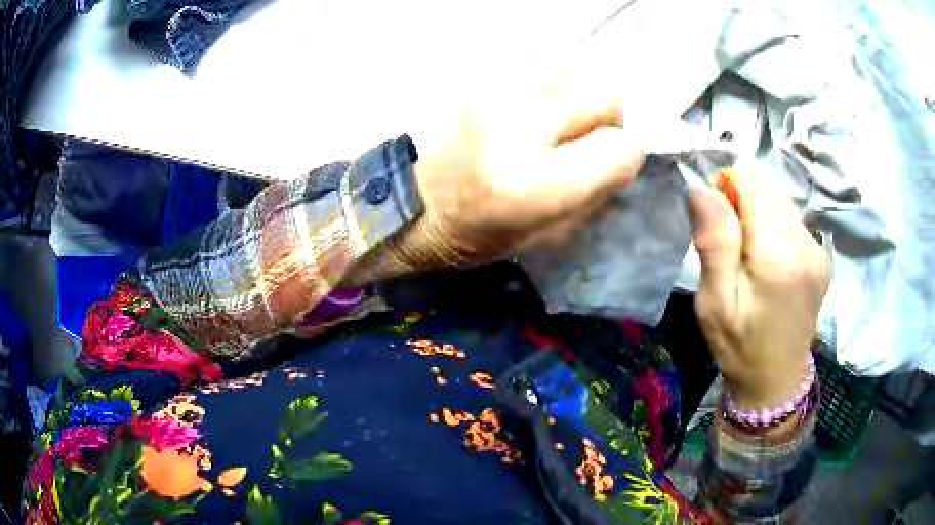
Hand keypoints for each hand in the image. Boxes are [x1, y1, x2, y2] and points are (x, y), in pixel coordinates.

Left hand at [390, 58, 644, 268]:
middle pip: (604, 95)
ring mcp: (492, 91)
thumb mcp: (545, 236)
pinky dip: (547, 74)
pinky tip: (532, 97)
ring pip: (574, 68)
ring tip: (554, 117)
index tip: (611, 164)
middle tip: (586, 137)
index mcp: (534, 184)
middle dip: (607, 120)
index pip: (620, 148)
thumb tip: (623, 156)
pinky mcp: (474, 75)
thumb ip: (595, 194)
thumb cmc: (477, 232)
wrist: (411, 200)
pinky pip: (536, 54)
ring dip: (576, 95)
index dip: (624, 157)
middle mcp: (516, 126)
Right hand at [688, 171, 830, 410]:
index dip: (728, 186)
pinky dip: (774, 226)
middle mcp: (806, 244)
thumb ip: (714, 242)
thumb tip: (703, 188)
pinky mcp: (822, 255)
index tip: (715, 218)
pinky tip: (768, 260)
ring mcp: (818, 249)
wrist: (776, 380)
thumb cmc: (740, 346)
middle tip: (730, 241)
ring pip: (781, 200)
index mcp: (779, 256)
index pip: (754, 182)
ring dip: (759, 213)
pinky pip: (792, 219)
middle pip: (770, 186)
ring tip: (749, 254)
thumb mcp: (715, 303)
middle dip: (743, 199)